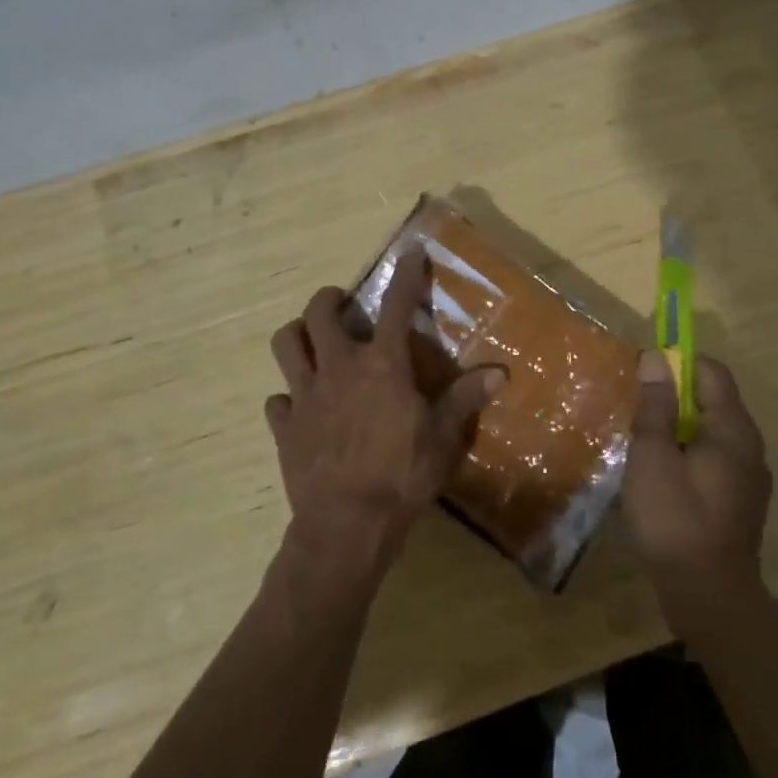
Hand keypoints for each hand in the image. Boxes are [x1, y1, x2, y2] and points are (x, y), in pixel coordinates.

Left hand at [265, 257, 505, 587]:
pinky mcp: (284, 426)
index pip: (396, 307)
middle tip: (341, 304)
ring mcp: (305, 395)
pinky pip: (277, 400)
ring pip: (286, 344)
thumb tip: (501, 373)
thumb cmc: (402, 475)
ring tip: (312, 341)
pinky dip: (287, 398)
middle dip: (329, 299)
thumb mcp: (443, 438)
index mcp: (381, 365)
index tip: (409, 253)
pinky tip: (300, 408)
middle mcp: (338, 368)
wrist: (346, 524)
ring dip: (298, 335)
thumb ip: (466, 400)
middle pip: (319, 313)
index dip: (405, 276)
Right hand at [621, 349, 771, 628]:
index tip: (644, 375)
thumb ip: (656, 406)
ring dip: (679, 429)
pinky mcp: (742, 502)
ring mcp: (750, 477)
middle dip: (674, 397)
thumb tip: (656, 358)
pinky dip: (689, 455)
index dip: (678, 363)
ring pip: (711, 433)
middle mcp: (749, 446)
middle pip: (712, 401)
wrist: (709, 596)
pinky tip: (662, 478)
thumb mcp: (653, 456)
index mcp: (732, 428)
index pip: (712, 371)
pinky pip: (714, 460)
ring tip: (644, 443)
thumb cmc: (675, 518)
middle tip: (637, 411)